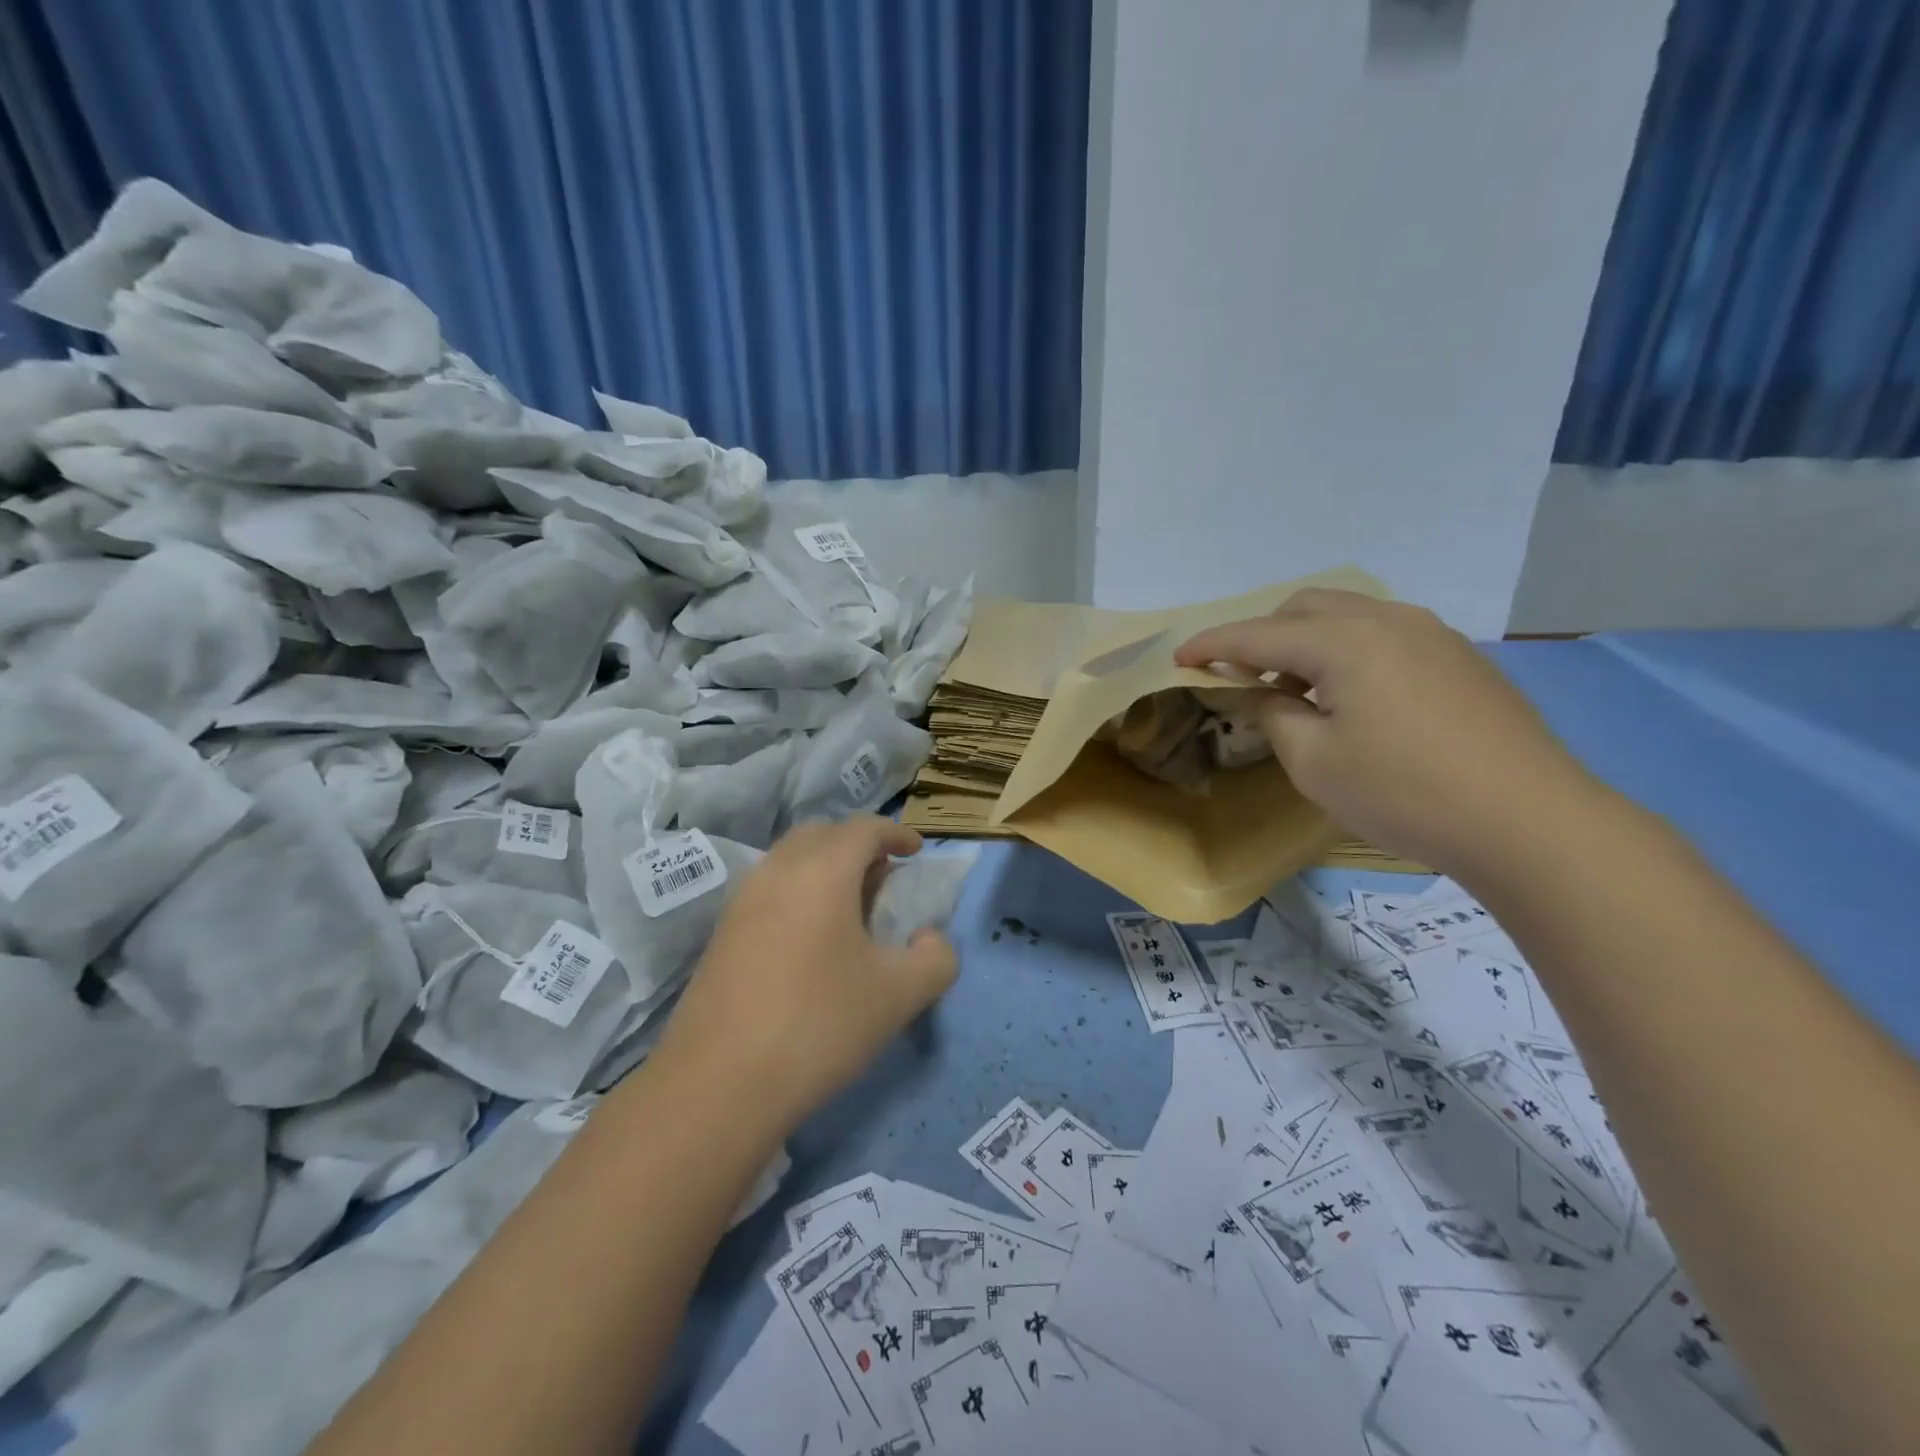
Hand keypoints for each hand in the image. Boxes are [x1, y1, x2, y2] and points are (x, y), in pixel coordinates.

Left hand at [656, 818, 958, 1134]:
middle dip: (857, 844)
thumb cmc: (818, 1025)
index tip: (916, 849)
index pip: (863, 828)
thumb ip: (936, 958)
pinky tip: (811, 941)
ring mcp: (742, 901)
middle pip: (822, 834)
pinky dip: (798, 893)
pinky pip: (769, 890)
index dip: (895, 832)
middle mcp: (778, 871)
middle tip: (883, 876)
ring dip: (824, 868)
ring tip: (850, 908)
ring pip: (790, 861)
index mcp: (822, 871)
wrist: (716, 1085)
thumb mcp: (898, 996)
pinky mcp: (722, 933)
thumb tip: (930, 939)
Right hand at [1175, 590, 1598, 876]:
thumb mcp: (1313, 762)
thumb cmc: (1403, 792)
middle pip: (1305, 607)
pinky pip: (1383, 633)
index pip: (1258, 633)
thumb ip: (1276, 715)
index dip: (1212, 644)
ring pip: (1348, 615)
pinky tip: (1353, 696)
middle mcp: (1387, 620)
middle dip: (1262, 634)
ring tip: (1297, 688)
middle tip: (1244, 677)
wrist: (1528, 819)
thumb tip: (1272, 694)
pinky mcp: (1459, 657)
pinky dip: (1348, 650)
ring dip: (1306, 641)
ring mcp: (1430, 633)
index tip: (1178, 656)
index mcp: (1344, 641)